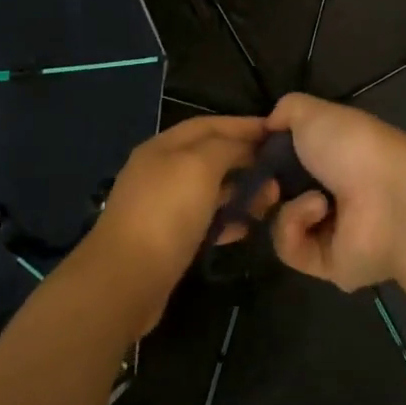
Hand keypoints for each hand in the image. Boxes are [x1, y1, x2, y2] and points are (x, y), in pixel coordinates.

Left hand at [79, 114, 266, 335]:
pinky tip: (247, 228)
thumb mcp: (199, 167)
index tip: (277, 131)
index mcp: (163, 146)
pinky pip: (204, 220)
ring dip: (240, 191)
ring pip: (209, 189)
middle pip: (209, 156)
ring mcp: (161, 206)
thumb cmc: (165, 214)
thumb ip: (225, 147)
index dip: (242, 125)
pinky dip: (227, 219)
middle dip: (245, 159)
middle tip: (280, 171)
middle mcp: (160, 171)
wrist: (125, 280)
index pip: (208, 124)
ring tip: (271, 199)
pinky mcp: (166, 239)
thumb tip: (245, 144)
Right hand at [265, 93, 405, 291]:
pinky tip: (320, 210)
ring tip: (311, 197)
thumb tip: (269, 125)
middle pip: (277, 196)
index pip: (286, 161)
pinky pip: (290, 248)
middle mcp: (330, 193)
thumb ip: (286, 111)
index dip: (264, 157)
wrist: (387, 196)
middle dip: (265, 187)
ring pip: (279, 222)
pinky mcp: (326, 264)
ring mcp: (329, 232)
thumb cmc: (351, 145)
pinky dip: (296, 225)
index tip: (249, 153)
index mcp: (330, 157)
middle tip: (267, 180)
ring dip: (287, 206)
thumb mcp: (311, 112)